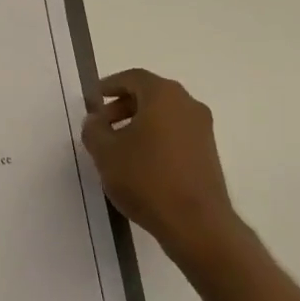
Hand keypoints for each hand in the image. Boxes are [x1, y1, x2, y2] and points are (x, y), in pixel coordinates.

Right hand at [82, 69, 242, 260]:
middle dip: (122, 105)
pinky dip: (155, 137)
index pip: (133, 77)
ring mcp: (202, 128)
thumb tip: (95, 120)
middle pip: (150, 94)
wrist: (196, 222)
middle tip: (101, 125)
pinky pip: (175, 133)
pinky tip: (139, 163)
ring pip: (164, 114)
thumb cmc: (146, 179)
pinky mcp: (207, 152)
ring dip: (138, 123)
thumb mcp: (105, 153)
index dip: (109, 85)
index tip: (92, 100)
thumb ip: (94, 130)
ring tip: (117, 148)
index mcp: (163, 96)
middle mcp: (188, 104)